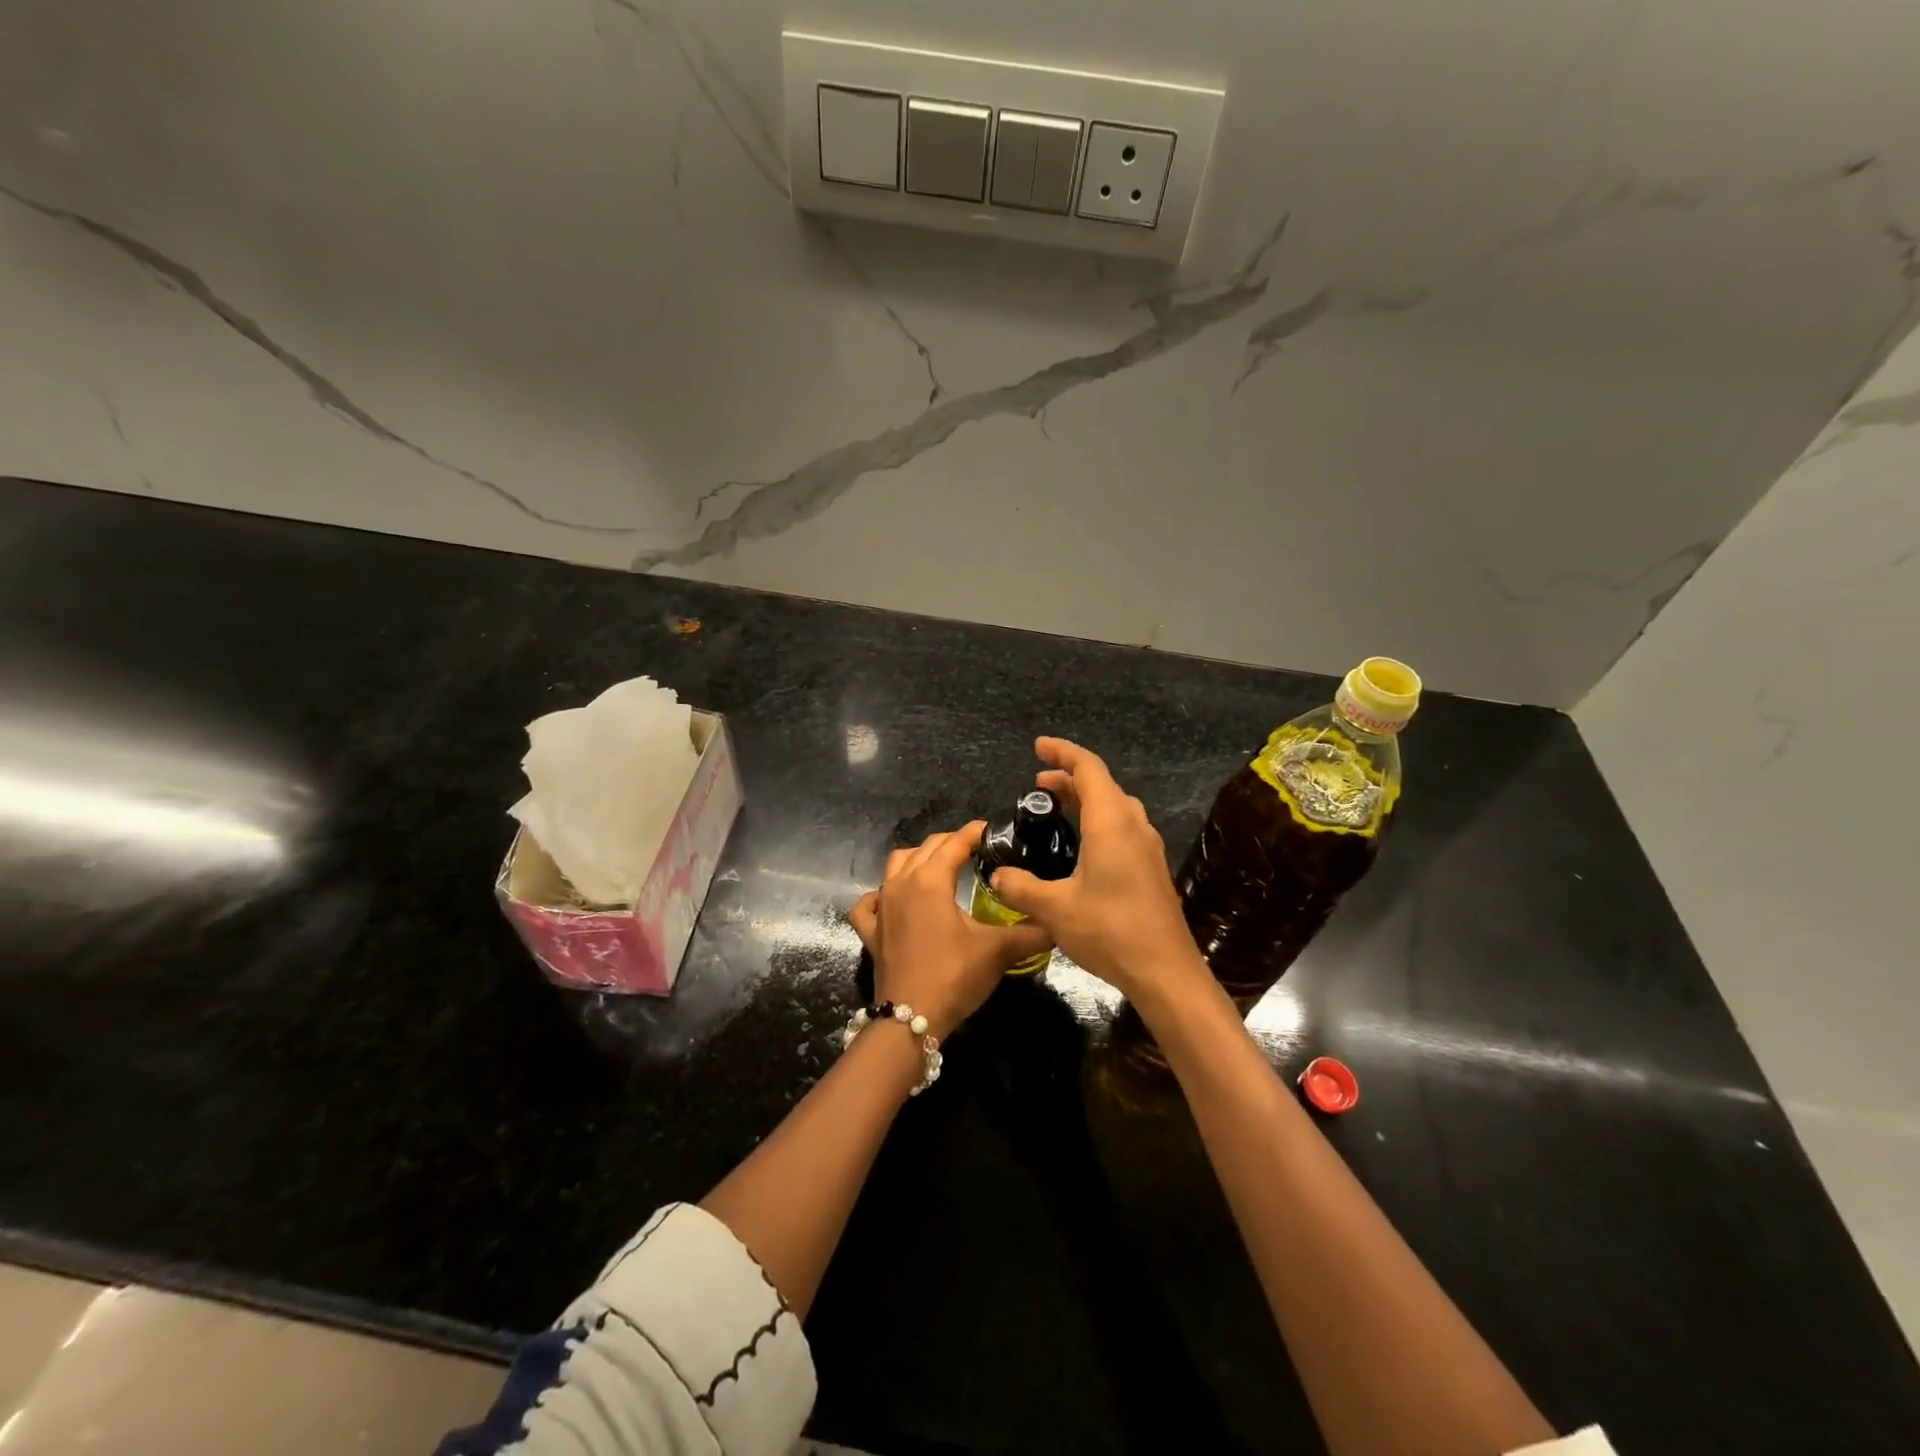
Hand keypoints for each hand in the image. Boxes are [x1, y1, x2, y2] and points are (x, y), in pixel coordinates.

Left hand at [848, 823, 1051, 1039]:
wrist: (910, 1018)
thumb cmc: (953, 976)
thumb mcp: (997, 951)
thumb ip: (1031, 933)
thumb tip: (1057, 924)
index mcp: (931, 880)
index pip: (955, 843)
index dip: (974, 833)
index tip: (992, 830)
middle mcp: (902, 884)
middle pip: (926, 848)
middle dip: (950, 842)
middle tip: (975, 849)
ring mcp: (882, 906)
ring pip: (895, 865)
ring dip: (917, 859)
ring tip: (939, 867)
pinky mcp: (871, 931)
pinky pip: (870, 903)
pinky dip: (881, 895)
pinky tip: (892, 900)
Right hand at [985, 738, 1210, 1008]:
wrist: (1165, 971)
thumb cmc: (1109, 931)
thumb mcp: (1054, 909)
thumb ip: (1020, 886)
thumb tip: (997, 875)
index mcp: (1111, 823)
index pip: (1088, 768)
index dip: (1062, 752)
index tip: (1038, 746)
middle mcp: (1133, 826)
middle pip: (1103, 784)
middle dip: (1069, 777)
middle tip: (1037, 784)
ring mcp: (1147, 847)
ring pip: (1116, 806)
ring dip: (1086, 799)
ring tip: (1057, 808)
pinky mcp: (1151, 868)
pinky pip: (1123, 827)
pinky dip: (1098, 820)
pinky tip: (1082, 846)